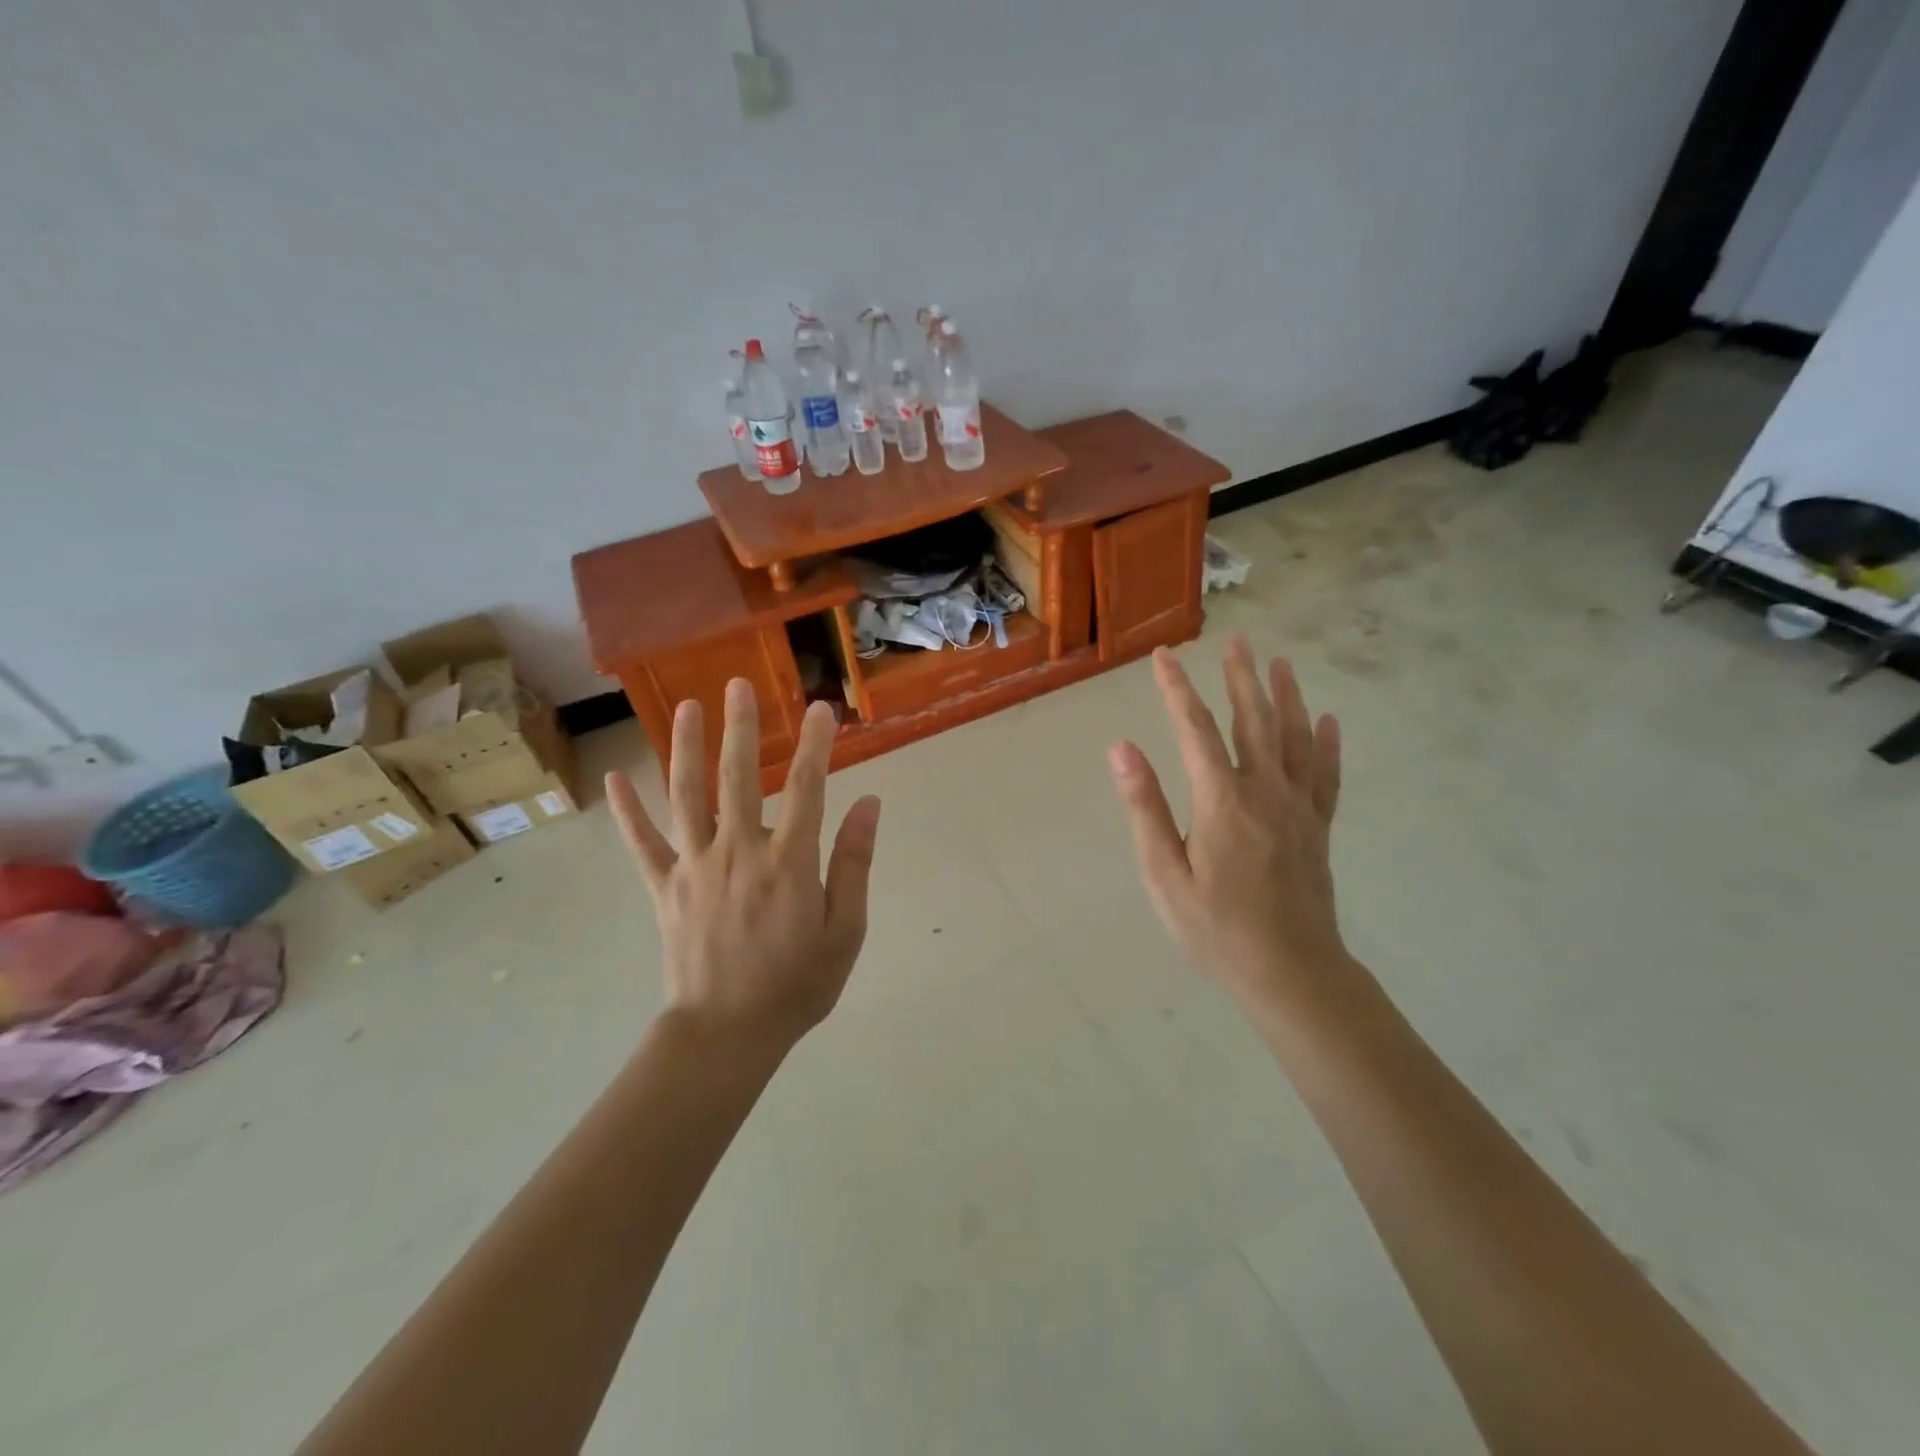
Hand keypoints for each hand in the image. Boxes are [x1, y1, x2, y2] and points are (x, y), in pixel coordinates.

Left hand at [608, 681, 881, 1051]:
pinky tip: (613, 777)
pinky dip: (627, 811)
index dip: (815, 745)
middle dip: (741, 727)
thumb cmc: (796, 984)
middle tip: (740, 685)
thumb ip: (854, 863)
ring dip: (686, 748)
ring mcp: (695, 867)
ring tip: (687, 707)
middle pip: (738, 777)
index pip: (806, 789)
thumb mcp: (845, 930)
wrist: (726, 1035)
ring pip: (687, 796)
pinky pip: (642, 844)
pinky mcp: (665, 888)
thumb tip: (868, 804)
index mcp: (787, 863)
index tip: (821, 709)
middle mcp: (739, 852)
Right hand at [1107, 637, 1349, 1012]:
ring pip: (1294, 738)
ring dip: (1286, 697)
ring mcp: (1298, 808)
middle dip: (1240, 678)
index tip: (1163, 657)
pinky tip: (1328, 720)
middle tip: (1236, 641)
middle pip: (1254, 721)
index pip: (1196, 730)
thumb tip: (1121, 749)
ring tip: (1280, 663)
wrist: (1291, 973)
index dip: (1177, 690)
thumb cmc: (1216, 929)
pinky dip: (1328, 744)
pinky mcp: (1318, 828)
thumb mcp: (1164, 875)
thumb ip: (1145, 808)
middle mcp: (1265, 792)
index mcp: (1222, 801)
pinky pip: (1326, 775)